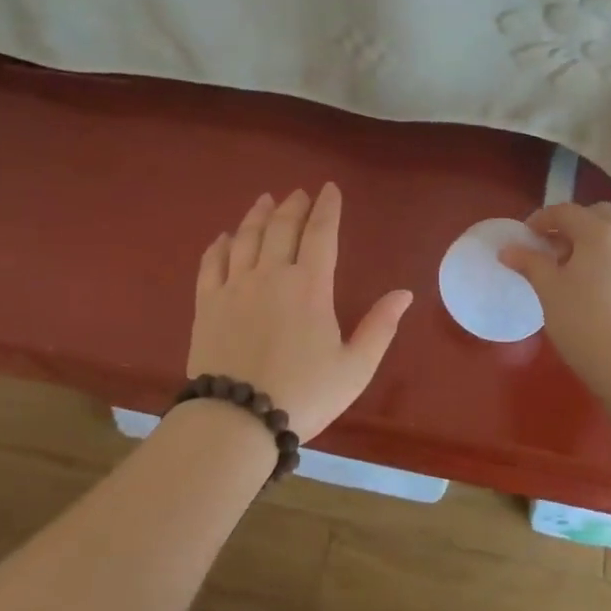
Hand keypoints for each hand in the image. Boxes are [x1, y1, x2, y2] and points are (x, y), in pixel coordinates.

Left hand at [187, 184, 413, 441]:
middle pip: (281, 227)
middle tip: (299, 193)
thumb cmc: (303, 395)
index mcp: (310, 286)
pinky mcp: (206, 304)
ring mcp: (234, 287)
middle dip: (293, 205)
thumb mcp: (355, 368)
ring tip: (265, 200)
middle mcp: (271, 275)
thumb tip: (404, 293)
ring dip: (257, 215)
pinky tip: (224, 237)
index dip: (327, 208)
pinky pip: (211, 263)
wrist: (235, 421)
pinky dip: (219, 245)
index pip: (321, 233)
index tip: (330, 189)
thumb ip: (380, 327)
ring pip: (246, 238)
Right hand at [498, 202, 610, 377]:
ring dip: (593, 243)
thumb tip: (508, 250)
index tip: (525, 237)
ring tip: (571, 271)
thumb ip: (529, 263)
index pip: (567, 211)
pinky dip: (609, 262)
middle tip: (553, 248)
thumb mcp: (548, 290)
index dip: (542, 219)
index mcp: (600, 233)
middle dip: (574, 224)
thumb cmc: (583, 320)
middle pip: (600, 215)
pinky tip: (595, 292)